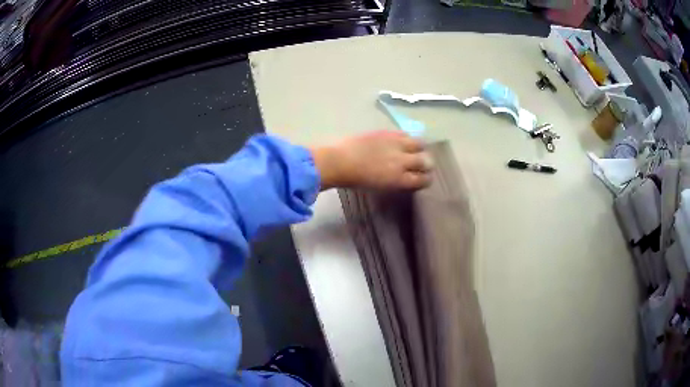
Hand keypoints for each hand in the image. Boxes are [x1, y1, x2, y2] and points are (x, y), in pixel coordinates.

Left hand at [311, 130, 431, 190]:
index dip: (426, 179)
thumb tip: (406, 178)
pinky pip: (405, 134)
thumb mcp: (380, 187)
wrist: (340, 162)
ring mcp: (396, 145)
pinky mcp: (388, 133)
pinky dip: (407, 138)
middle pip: (425, 161)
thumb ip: (397, 182)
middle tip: (424, 163)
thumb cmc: (356, 180)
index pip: (423, 179)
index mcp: (400, 180)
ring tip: (416, 149)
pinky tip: (403, 141)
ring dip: (420, 148)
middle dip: (427, 164)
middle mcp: (402, 162)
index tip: (425, 178)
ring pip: (420, 144)